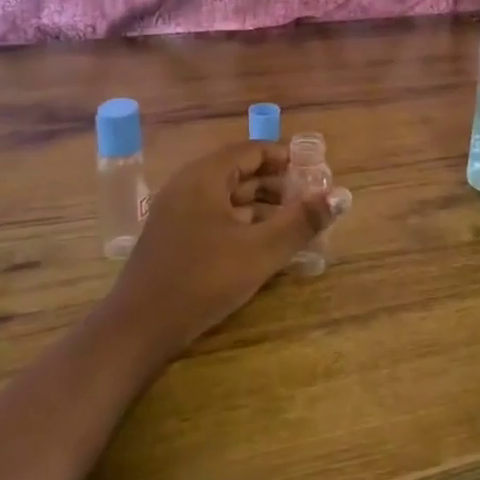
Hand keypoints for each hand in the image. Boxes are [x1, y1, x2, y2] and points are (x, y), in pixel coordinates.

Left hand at [99, 141, 344, 361]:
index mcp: (205, 176)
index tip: (316, 173)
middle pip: (240, 172)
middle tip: (310, 201)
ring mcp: (177, 212)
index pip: (252, 150)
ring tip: (294, 224)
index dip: (286, 158)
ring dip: (262, 206)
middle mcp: (188, 185)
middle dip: (277, 184)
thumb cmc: (202, 280)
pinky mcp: (173, 238)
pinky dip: (242, 223)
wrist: (138, 329)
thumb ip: (302, 221)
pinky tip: (262, 245)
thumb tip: (341, 195)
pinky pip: (214, 216)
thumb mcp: (260, 251)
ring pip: (227, 197)